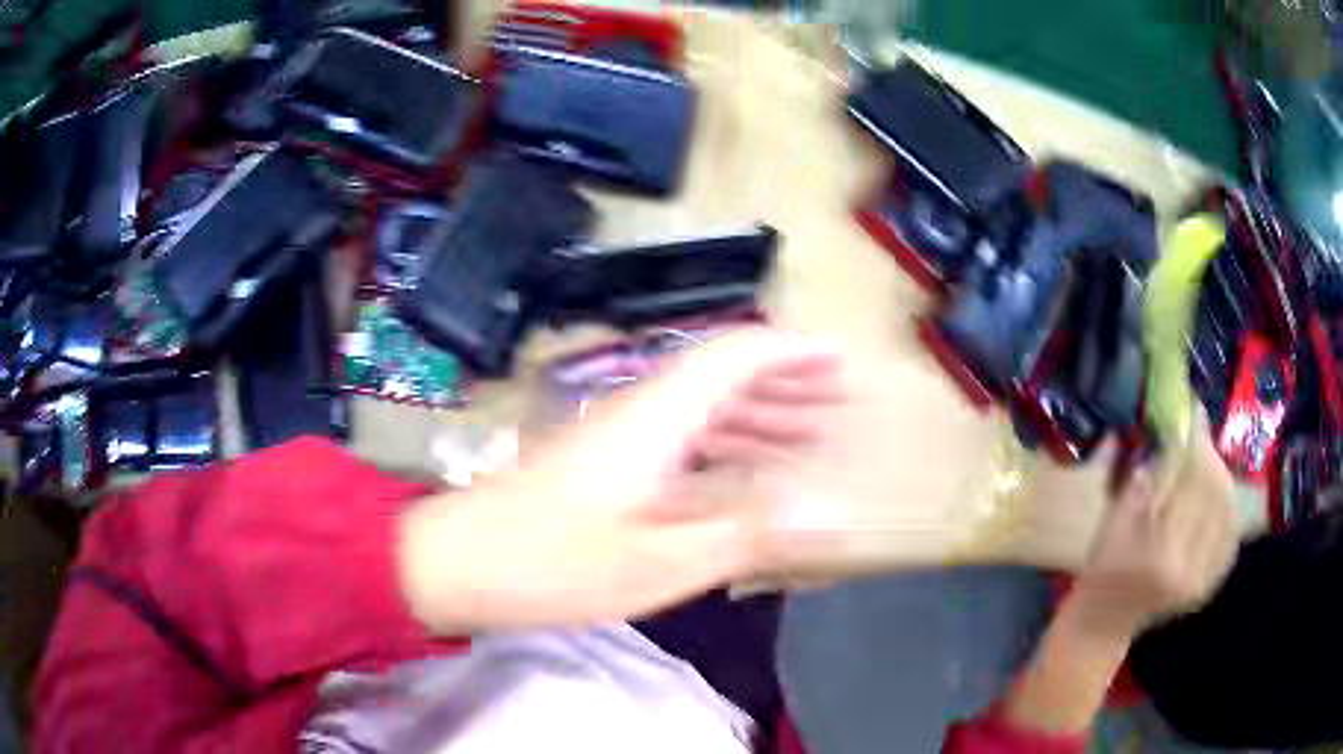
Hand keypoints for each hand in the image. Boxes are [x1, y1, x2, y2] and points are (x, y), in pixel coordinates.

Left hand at [398, 328, 843, 631]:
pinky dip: (722, 445)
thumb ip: (747, 533)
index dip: (792, 351)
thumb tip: (831, 511)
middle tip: (837, 399)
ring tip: (808, 435)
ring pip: (701, 407)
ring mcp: (619, 436)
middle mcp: (641, 410)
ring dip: (757, 413)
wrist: (458, 562)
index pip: (735, 355)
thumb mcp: (659, 561)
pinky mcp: (605, 462)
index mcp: (656, 417)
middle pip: (722, 375)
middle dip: (784, 381)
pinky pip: (680, 438)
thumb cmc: (552, 562)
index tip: (840, 359)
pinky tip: (742, 474)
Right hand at [1002, 414, 1238, 734]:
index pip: (1192, 480)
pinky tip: (1217, 500)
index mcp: (1159, 555)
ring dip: (1221, 478)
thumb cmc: (1100, 571)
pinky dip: (1227, 509)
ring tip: (1206, 464)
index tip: (1193, 409)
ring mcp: (1202, 581)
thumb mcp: (1113, 522)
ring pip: (1228, 511)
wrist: (1104, 626)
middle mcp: (1188, 570)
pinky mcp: (1208, 586)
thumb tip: (1171, 432)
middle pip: (1216, 492)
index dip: (1196, 439)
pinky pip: (1230, 536)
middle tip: (1199, 434)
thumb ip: (1144, 478)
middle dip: (1210, 454)